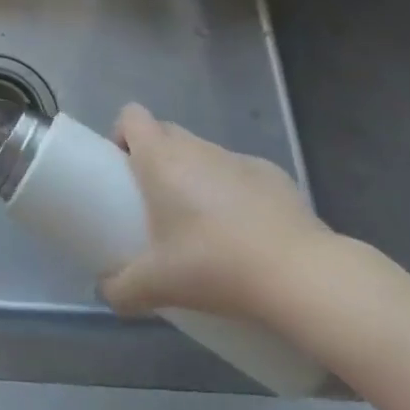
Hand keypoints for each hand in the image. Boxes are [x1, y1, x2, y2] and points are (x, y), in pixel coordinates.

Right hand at [100, 103, 335, 323]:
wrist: (302, 278)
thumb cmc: (214, 264)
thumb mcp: (157, 284)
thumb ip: (122, 288)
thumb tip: (107, 293)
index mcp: (160, 157)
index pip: (132, 116)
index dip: (124, 135)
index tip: (125, 170)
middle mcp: (197, 147)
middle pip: (167, 132)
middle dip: (159, 159)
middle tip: (159, 204)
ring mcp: (240, 159)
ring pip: (206, 155)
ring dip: (199, 177)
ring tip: (208, 227)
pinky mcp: (277, 177)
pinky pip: (244, 176)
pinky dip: (239, 194)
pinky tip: (250, 235)